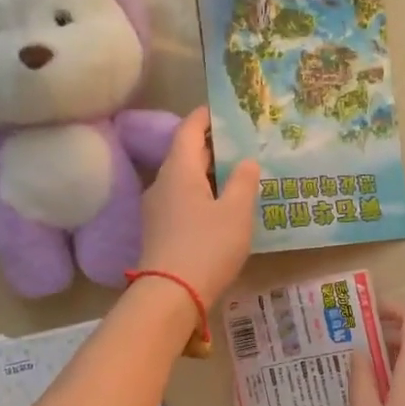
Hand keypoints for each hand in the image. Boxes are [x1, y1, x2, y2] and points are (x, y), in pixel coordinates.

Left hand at [138, 106, 259, 302]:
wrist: (170, 295)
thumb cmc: (207, 246)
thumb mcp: (236, 212)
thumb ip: (243, 182)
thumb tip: (247, 161)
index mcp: (179, 170)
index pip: (189, 129)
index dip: (206, 117)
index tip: (226, 111)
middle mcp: (162, 183)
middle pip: (186, 154)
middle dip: (213, 146)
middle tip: (243, 143)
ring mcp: (157, 208)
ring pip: (184, 179)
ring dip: (209, 173)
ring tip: (238, 175)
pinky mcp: (159, 230)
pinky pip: (182, 200)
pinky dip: (202, 194)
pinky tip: (221, 207)